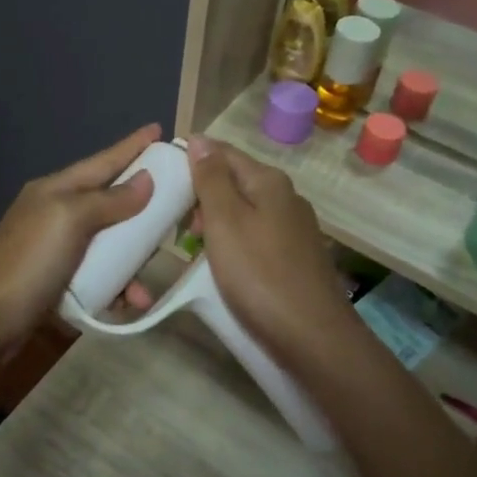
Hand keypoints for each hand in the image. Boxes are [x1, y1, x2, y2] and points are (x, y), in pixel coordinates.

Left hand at [0, 124, 160, 346]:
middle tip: (175, 209)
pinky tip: (129, 302)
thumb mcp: (71, 221)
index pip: (102, 161)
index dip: (132, 146)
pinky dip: (116, 285)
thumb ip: (109, 200)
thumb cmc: (30, 261)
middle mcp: (56, 212)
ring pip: (107, 242)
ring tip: (148, 280)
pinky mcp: (57, 279)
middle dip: (141, 208)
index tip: (159, 129)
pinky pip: (99, 274)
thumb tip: (146, 180)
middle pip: (109, 200)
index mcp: (56, 189)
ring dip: (132, 260)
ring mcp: (55, 247)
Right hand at [186, 136, 355, 369]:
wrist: (313, 337)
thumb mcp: (225, 220)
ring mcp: (294, 228)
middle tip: (178, 229)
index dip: (191, 162)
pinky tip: (223, 268)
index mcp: (269, 181)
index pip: (222, 152)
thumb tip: (199, 139)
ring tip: (194, 252)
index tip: (163, 185)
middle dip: (201, 198)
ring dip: (214, 225)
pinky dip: (233, 244)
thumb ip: (211, 178)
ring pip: (243, 212)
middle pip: (233, 182)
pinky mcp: (296, 256)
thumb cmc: (259, 274)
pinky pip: (255, 237)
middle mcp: (286, 197)